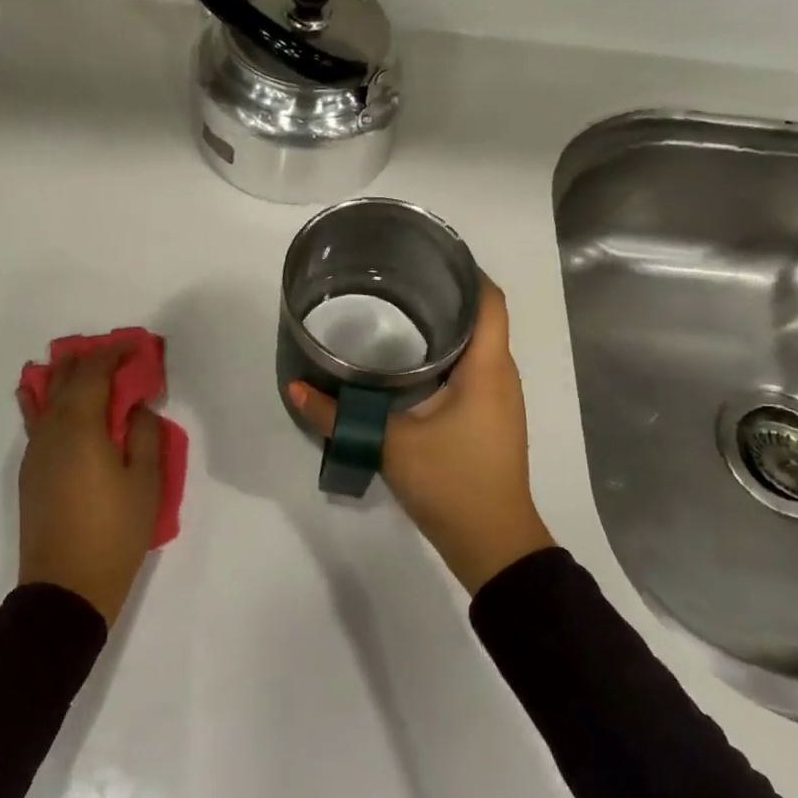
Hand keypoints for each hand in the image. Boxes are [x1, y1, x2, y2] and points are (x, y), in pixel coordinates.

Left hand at [16, 345, 161, 624]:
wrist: (65, 588)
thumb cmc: (114, 531)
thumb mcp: (145, 481)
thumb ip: (145, 434)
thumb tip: (136, 407)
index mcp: (80, 426)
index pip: (93, 372)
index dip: (114, 352)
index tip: (136, 345)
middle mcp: (50, 430)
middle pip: (63, 378)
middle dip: (89, 359)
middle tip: (116, 355)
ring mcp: (35, 452)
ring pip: (44, 398)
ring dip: (67, 378)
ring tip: (85, 369)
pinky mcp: (31, 472)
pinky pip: (37, 421)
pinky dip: (47, 401)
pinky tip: (51, 401)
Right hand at [288, 276, 553, 593]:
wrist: (493, 545)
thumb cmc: (452, 483)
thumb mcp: (390, 444)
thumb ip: (341, 415)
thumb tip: (297, 390)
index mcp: (487, 368)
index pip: (490, 301)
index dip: (469, 270)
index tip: (431, 253)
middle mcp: (501, 375)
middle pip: (483, 317)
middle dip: (447, 292)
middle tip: (399, 278)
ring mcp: (499, 399)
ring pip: (478, 345)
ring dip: (447, 325)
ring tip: (401, 309)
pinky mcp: (490, 419)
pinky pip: (474, 370)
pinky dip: (448, 354)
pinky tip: (412, 361)